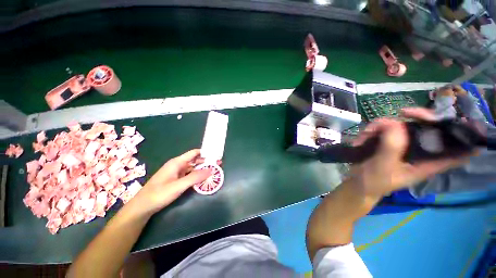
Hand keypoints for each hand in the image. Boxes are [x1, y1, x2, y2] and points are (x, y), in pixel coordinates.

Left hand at [130, 149, 213, 215]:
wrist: (142, 207)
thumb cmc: (158, 194)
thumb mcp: (178, 186)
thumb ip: (195, 177)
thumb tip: (211, 170)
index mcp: (177, 162)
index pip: (194, 153)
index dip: (205, 153)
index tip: (216, 155)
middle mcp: (178, 165)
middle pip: (195, 160)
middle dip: (206, 162)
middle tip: (218, 165)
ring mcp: (177, 173)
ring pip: (193, 168)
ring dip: (203, 170)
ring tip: (214, 172)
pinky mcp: (177, 180)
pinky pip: (190, 175)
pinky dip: (197, 176)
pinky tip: (203, 180)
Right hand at [349, 107, 472, 198]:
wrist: (356, 183)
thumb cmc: (374, 181)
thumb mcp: (384, 166)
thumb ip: (392, 147)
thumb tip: (393, 122)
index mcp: (429, 162)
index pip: (457, 148)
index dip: (462, 133)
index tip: (454, 119)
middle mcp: (420, 151)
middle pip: (431, 127)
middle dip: (419, 117)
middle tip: (404, 112)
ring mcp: (403, 145)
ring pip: (404, 124)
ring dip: (384, 125)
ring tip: (367, 134)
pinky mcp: (387, 142)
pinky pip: (385, 128)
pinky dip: (373, 129)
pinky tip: (362, 137)